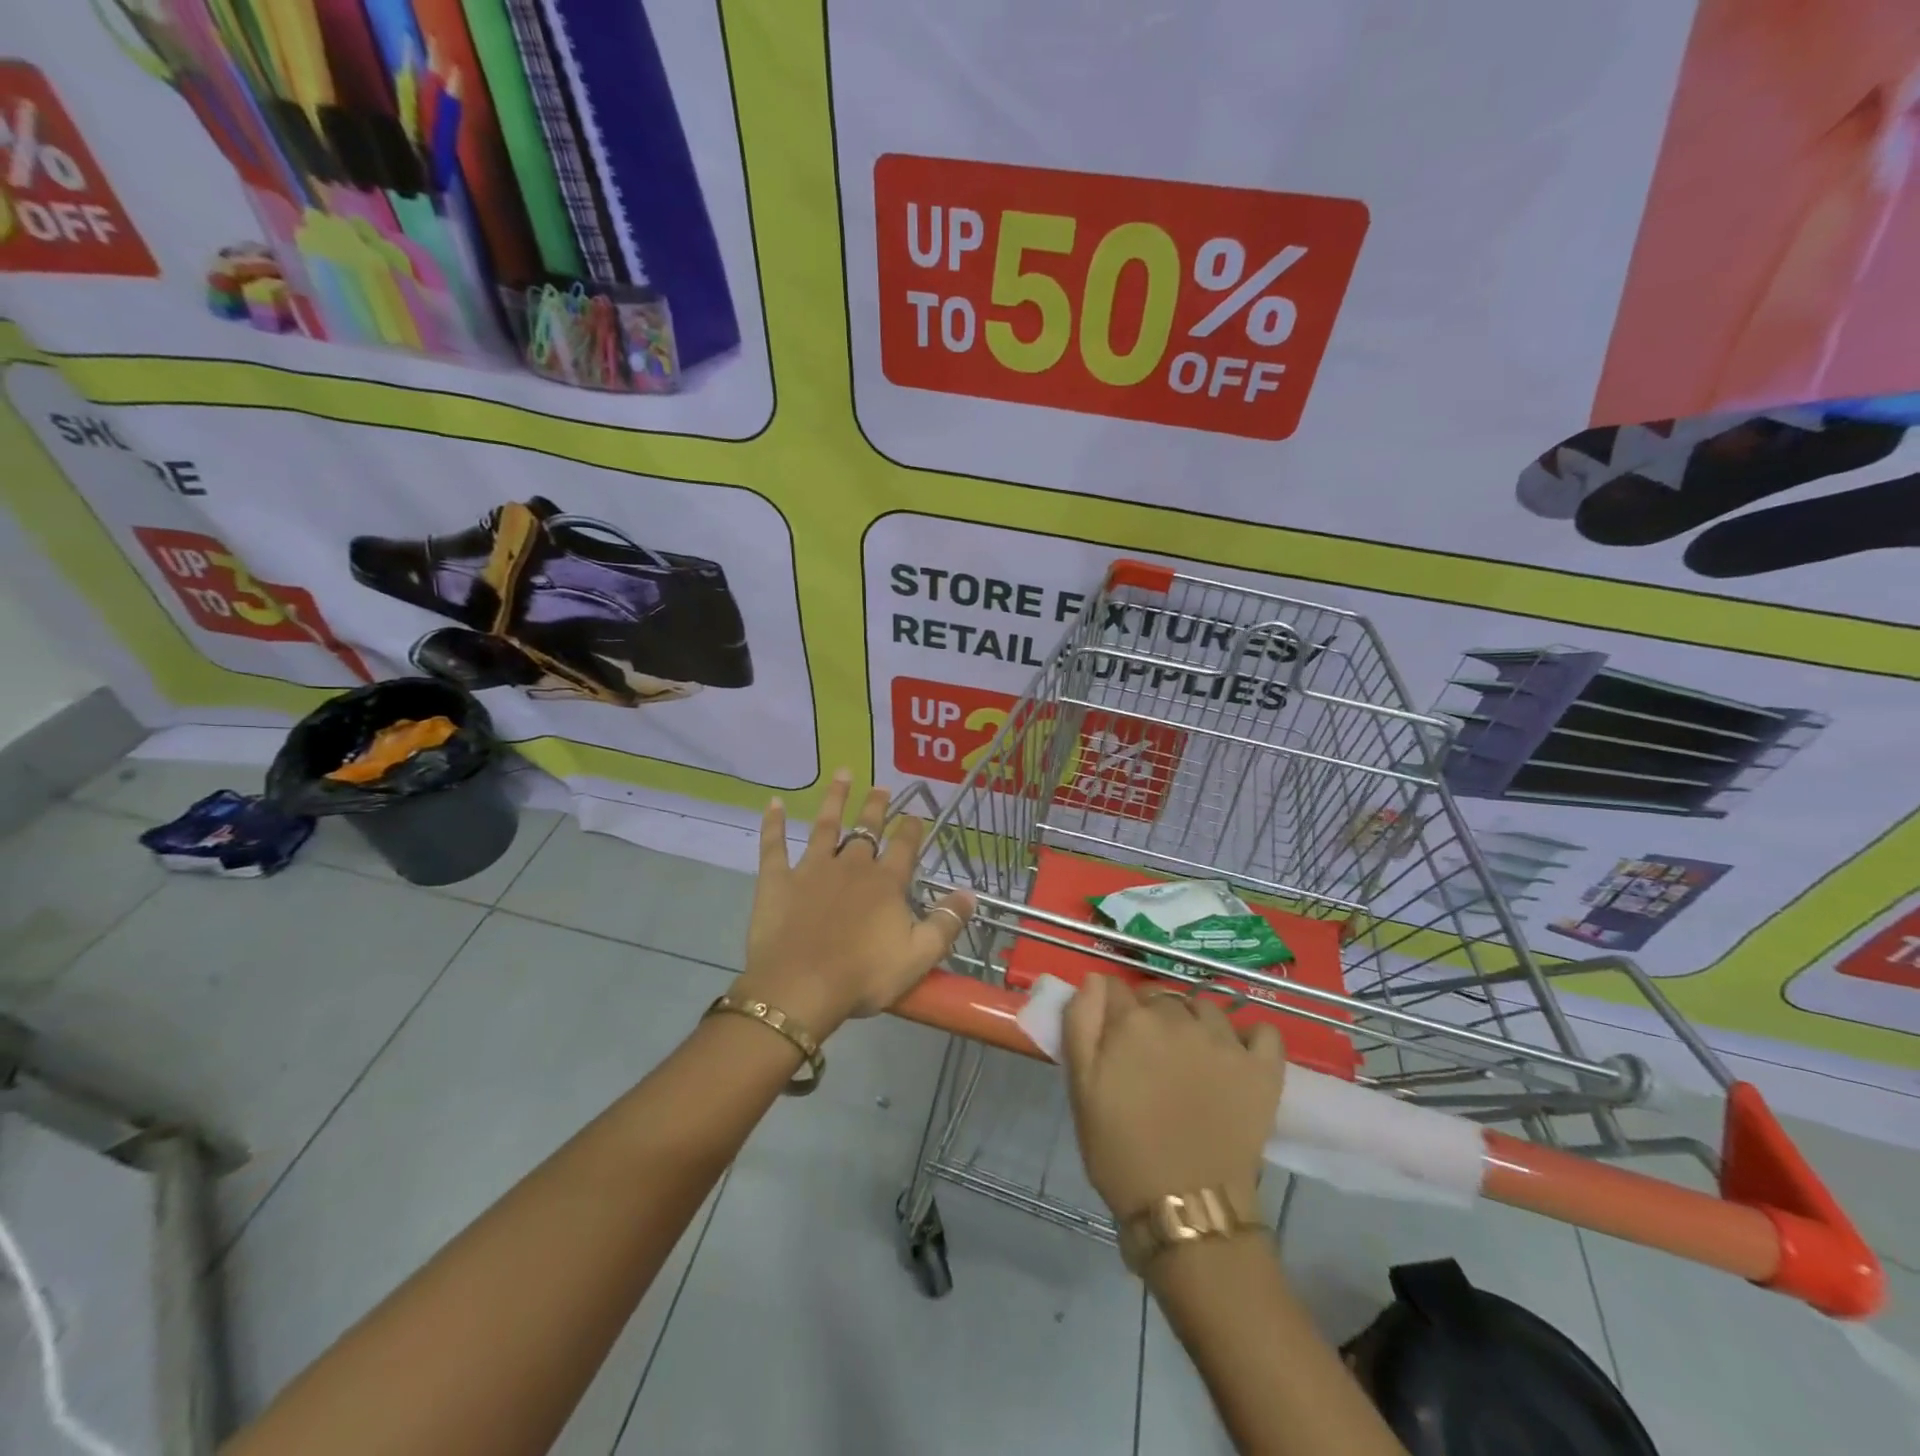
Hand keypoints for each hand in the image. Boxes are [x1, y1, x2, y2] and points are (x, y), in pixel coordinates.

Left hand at [734, 769, 974, 1037]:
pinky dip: (774, 823)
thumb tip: (970, 894)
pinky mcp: (778, 880)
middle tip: (882, 786)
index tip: (915, 814)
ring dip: (835, 799)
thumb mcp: (919, 956)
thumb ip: (946, 923)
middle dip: (876, 807)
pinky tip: (774, 803)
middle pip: (867, 829)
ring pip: (825, 825)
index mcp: (885, 883)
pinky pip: (774, 845)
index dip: (911, 829)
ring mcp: (812, 869)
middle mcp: (851, 865)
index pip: (904, 846)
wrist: (800, 988)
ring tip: (843, 774)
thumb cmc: (863, 976)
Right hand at [1063, 975, 1285, 1219]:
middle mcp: (1180, 1018)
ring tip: (1189, 1058)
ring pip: (1205, 1008)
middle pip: (1160, 997)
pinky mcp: (1262, 1068)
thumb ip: (1081, 1023)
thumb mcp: (1081, 1087)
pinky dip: (1249, 1037)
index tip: (1109, 1035)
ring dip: (1193, 1022)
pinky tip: (1236, 1055)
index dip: (1109, 1008)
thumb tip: (1094, 979)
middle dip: (1150, 1016)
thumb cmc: (1120, 1150)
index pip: (1114, 987)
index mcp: (1133, 1021)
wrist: (1185, 1208)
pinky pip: (1261, 1031)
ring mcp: (1226, 1041)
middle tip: (1146, 1058)